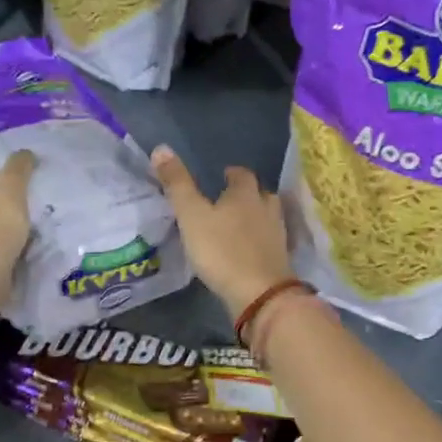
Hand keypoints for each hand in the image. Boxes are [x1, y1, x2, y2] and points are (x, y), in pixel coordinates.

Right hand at [151, 146, 291, 318]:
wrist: (259, 293)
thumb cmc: (221, 250)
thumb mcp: (191, 215)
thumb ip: (177, 184)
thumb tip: (161, 148)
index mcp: (245, 194)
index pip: (242, 174)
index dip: (232, 174)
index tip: (221, 176)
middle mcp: (266, 208)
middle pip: (260, 193)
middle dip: (247, 193)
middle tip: (228, 199)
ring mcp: (276, 234)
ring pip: (268, 215)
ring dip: (256, 214)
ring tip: (239, 222)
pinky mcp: (280, 258)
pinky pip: (270, 240)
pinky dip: (261, 239)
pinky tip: (250, 247)